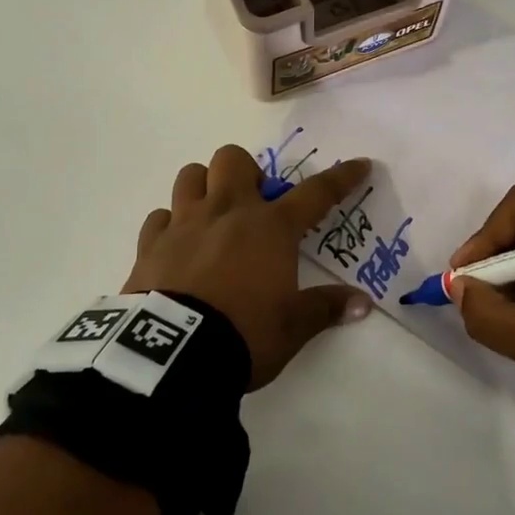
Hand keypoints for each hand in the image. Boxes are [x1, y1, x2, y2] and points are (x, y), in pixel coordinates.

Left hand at [124, 146, 373, 388]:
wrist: (174, 354)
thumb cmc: (245, 333)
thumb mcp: (294, 326)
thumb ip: (327, 308)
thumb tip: (363, 304)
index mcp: (270, 228)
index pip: (316, 193)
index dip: (341, 178)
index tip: (360, 165)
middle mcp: (227, 212)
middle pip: (233, 159)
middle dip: (247, 172)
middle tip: (255, 204)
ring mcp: (184, 224)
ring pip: (190, 175)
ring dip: (204, 187)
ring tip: (213, 216)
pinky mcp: (150, 244)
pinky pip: (159, 217)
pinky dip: (169, 225)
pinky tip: (177, 245)